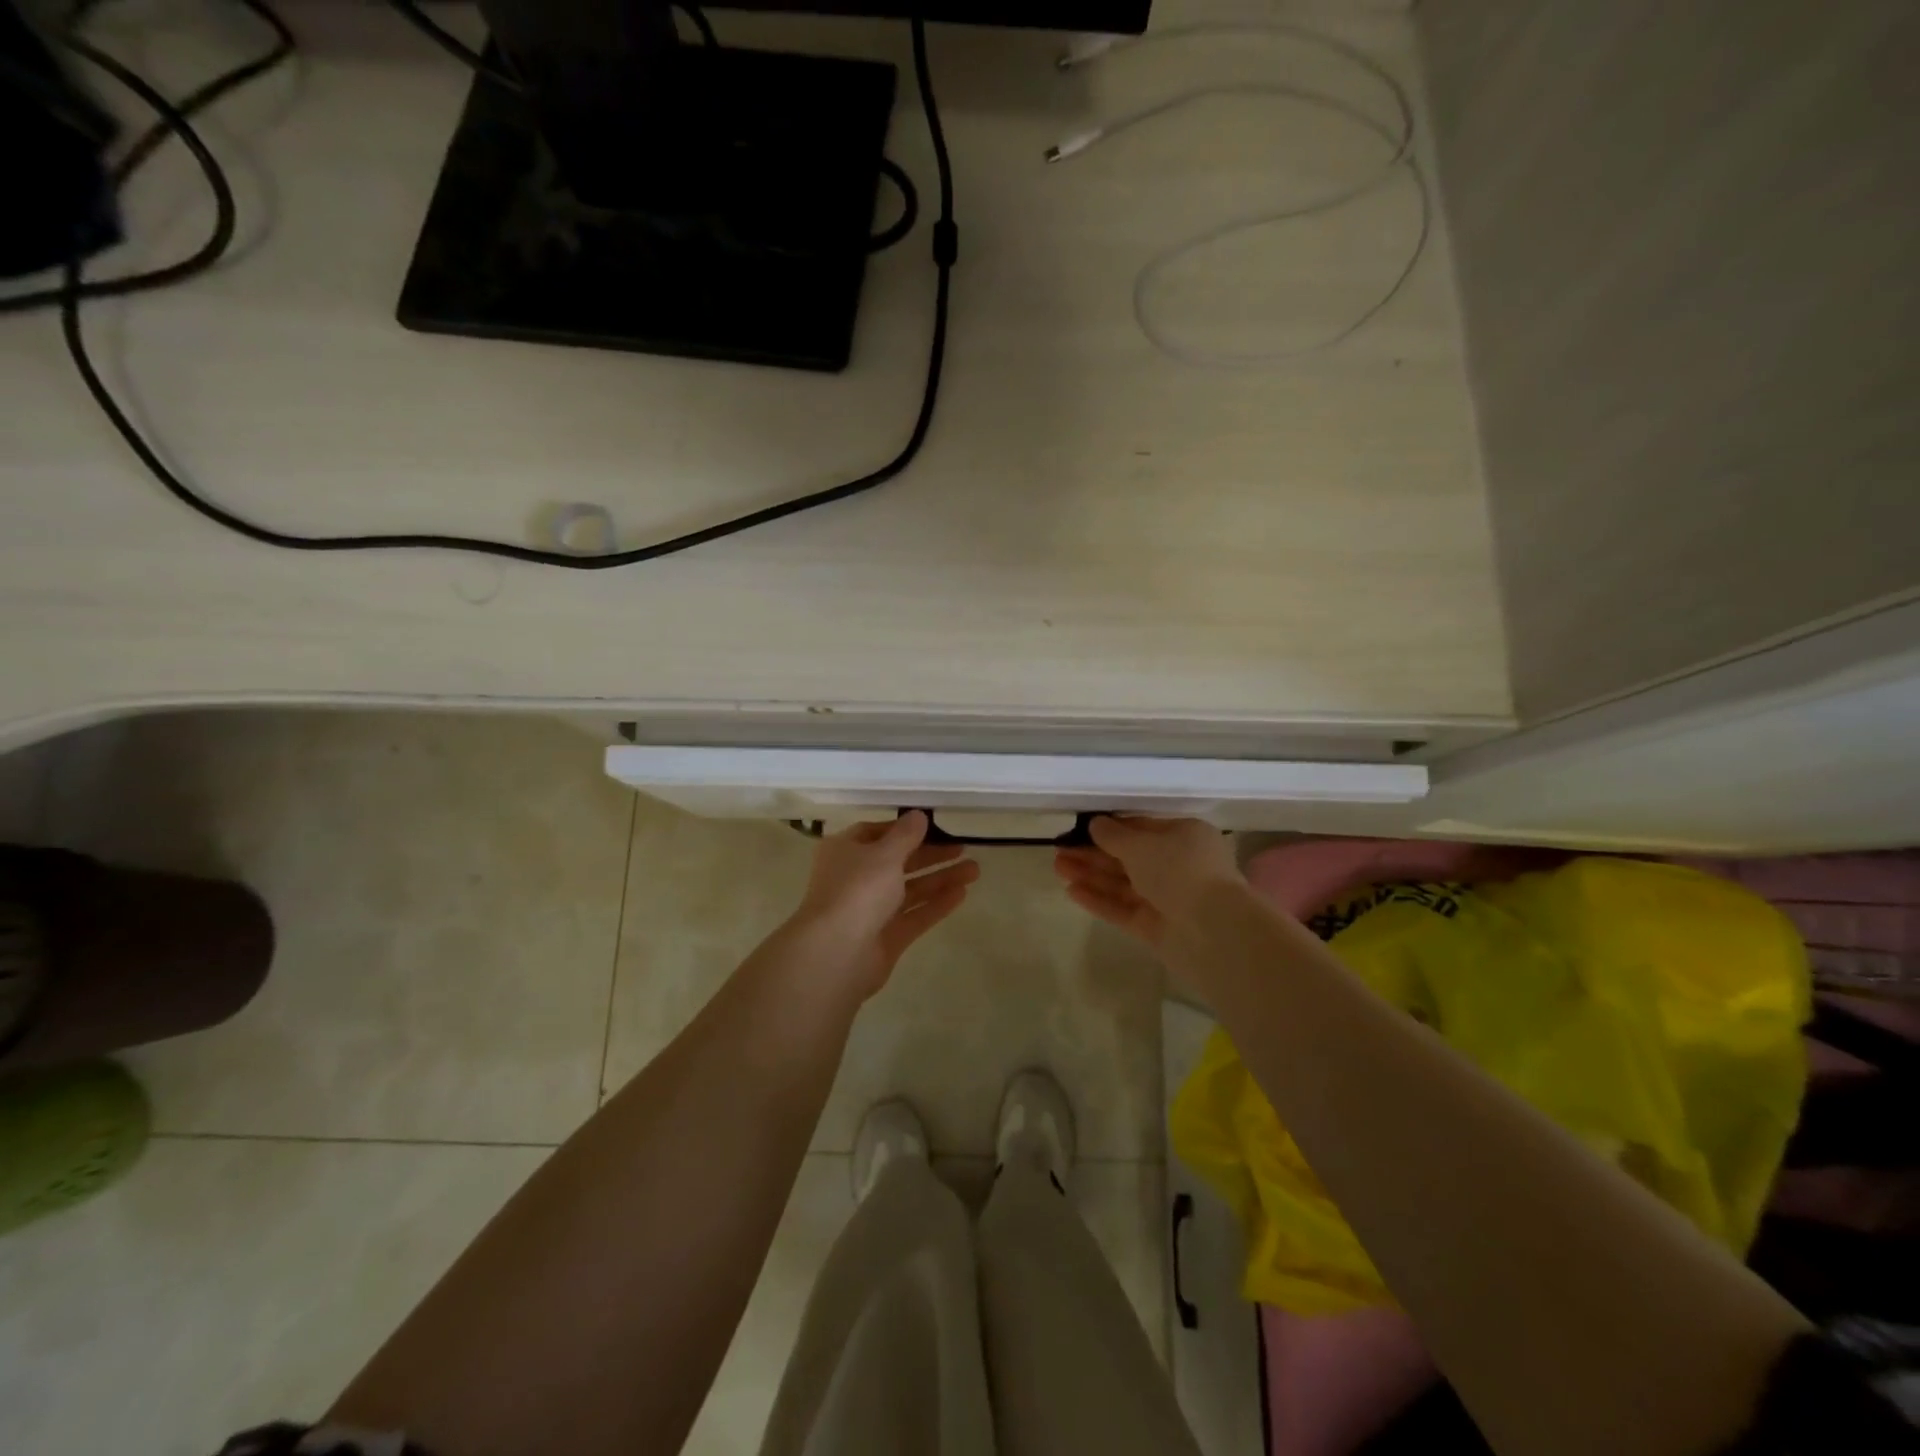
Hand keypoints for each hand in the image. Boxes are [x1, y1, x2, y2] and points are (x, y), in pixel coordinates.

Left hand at [788, 812, 980, 999]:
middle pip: (897, 861)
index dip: (905, 829)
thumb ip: (906, 835)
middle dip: (931, 855)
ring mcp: (870, 910)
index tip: (935, 826)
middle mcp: (855, 878)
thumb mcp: (884, 853)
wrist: (837, 953)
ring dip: (940, 878)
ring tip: (975, 870)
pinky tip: (962, 893)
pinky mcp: (886, 937)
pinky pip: (914, 915)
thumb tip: (918, 815)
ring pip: (910, 889)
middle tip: (963, 848)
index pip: (876, 833)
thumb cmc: (857, 890)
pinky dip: (936, 904)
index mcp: (845, 851)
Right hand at [1054, 816, 1241, 948]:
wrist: (1213, 931)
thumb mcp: (1142, 844)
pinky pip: (1125, 909)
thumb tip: (1095, 824)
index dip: (1110, 828)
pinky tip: (1072, 891)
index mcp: (1185, 836)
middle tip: (1060, 849)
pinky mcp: (1158, 928)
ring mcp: (1169, 899)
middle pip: (1130, 857)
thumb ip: (1114, 835)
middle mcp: (1179, 866)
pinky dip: (1101, 900)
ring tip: (1058, 867)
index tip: (1079, 828)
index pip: (1142, 827)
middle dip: (1094, 853)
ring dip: (1092, 874)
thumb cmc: (1180, 871)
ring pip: (1124, 883)